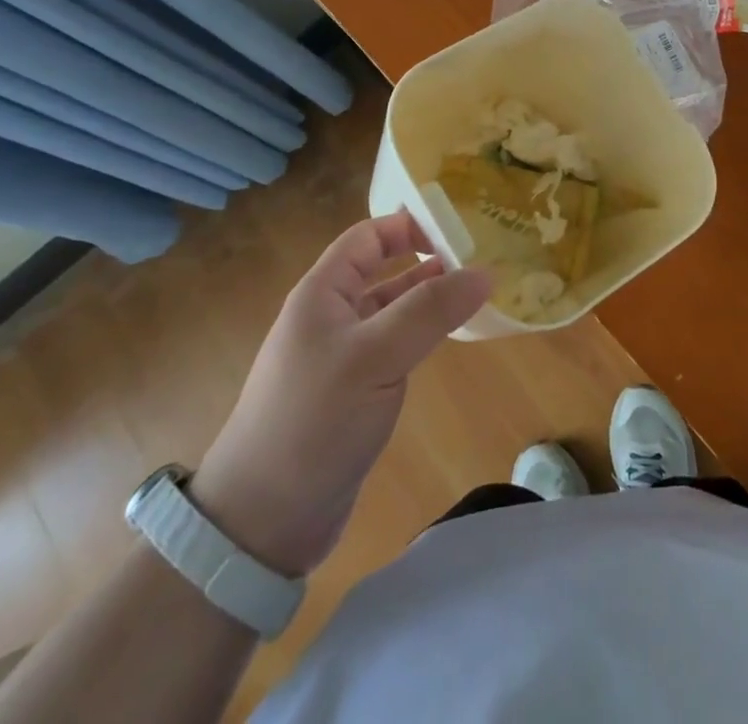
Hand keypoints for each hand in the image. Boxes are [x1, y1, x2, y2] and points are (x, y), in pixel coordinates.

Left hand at [189, 213, 491, 576]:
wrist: (262, 522)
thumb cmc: (313, 421)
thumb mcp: (375, 357)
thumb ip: (430, 311)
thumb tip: (485, 272)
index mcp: (322, 293)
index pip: (368, 237)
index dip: (409, 225)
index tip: (459, 229)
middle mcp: (329, 316)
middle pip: (381, 270)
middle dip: (426, 259)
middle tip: (479, 257)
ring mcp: (340, 356)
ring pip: (390, 310)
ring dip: (427, 298)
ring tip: (475, 292)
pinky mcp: (352, 392)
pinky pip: (392, 347)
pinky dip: (421, 335)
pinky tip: (449, 338)